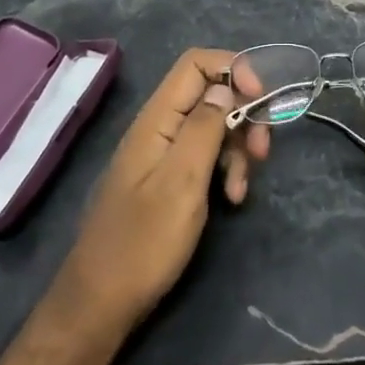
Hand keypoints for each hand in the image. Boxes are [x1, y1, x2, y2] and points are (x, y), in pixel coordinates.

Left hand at [52, 49, 238, 339]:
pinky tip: (231, 198)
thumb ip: (205, 126)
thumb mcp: (182, 181)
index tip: (261, 98)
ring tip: (240, 189)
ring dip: (236, 150)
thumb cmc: (144, 241)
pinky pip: (204, 157)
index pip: (196, 63)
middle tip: (261, 151)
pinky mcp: (168, 179)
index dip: (234, 68)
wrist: (102, 301)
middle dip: (244, 115)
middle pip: (211, 94)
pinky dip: (224, 170)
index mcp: (157, 119)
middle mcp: (159, 127)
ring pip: (213, 127)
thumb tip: (226, 85)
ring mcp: (162, 154)